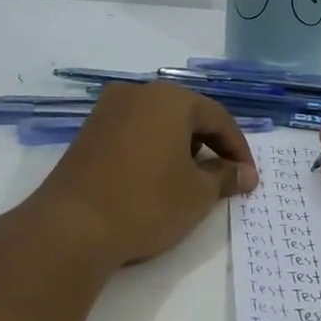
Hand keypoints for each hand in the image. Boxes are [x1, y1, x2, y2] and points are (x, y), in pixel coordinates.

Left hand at [27, 82, 258, 268]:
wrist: (71, 227)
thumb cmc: (146, 203)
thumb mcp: (198, 194)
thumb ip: (226, 177)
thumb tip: (246, 174)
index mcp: (169, 98)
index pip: (218, 118)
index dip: (238, 149)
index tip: (248, 179)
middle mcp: (136, 94)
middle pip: (186, 115)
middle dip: (209, 146)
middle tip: (223, 179)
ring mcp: (106, 112)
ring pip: (157, 124)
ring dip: (180, 149)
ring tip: (190, 182)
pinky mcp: (87, 134)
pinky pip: (133, 135)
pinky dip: (152, 152)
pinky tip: (155, 181)